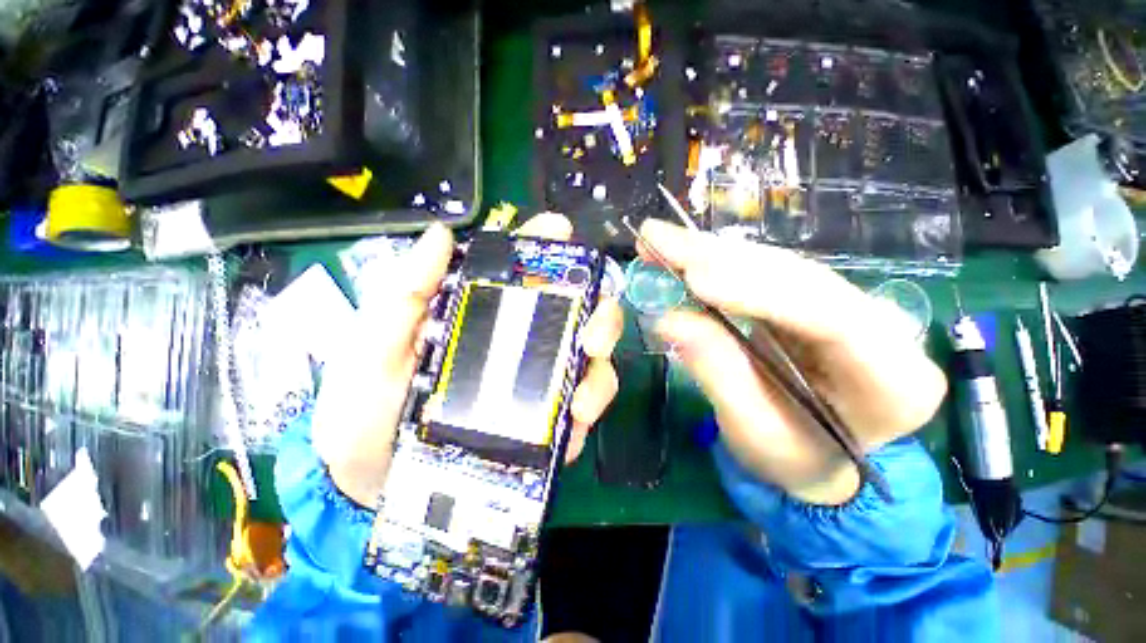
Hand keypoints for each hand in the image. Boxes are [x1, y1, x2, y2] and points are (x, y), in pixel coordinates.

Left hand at [313, 214, 623, 507]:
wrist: (371, 483)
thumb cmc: (364, 407)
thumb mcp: (372, 346)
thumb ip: (403, 294)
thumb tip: (441, 236)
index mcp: (483, 315)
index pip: (522, 269)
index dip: (546, 245)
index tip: (562, 231)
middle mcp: (520, 342)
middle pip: (574, 313)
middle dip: (597, 310)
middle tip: (593, 326)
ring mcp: (538, 383)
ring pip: (589, 359)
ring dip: (599, 363)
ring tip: (584, 386)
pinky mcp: (546, 423)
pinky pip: (581, 407)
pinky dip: (589, 405)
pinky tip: (578, 415)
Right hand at [641, 219, 946, 505]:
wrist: (819, 458)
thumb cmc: (794, 460)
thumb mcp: (754, 433)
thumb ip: (717, 373)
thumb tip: (668, 319)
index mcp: (895, 382)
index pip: (832, 319)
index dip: (759, 292)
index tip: (695, 278)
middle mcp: (882, 329)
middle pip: (801, 278)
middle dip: (723, 260)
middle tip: (661, 242)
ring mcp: (851, 308)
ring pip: (779, 267)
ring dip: (714, 253)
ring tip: (664, 242)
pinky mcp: (815, 301)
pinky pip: (765, 273)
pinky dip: (719, 263)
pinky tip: (687, 255)